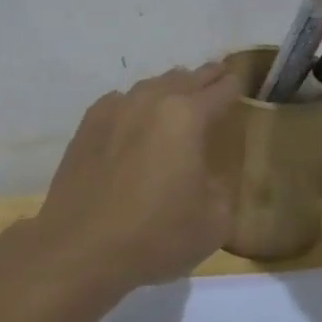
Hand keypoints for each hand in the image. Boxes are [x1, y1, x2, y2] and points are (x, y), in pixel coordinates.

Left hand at [29, 62, 241, 291]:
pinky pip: (118, 102)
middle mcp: (150, 102)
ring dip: (169, 86)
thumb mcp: (214, 221)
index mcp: (186, 117)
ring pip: (149, 86)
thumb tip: (206, 175)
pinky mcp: (86, 126)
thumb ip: (220, 187)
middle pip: (184, 79)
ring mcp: (114, 110)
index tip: (240, 81)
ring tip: (179, 89)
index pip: (219, 91)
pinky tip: (134, 113)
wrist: (80, 247)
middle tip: (217, 74)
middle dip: (204, 77)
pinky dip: (134, 102)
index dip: (234, 86)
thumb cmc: (156, 235)